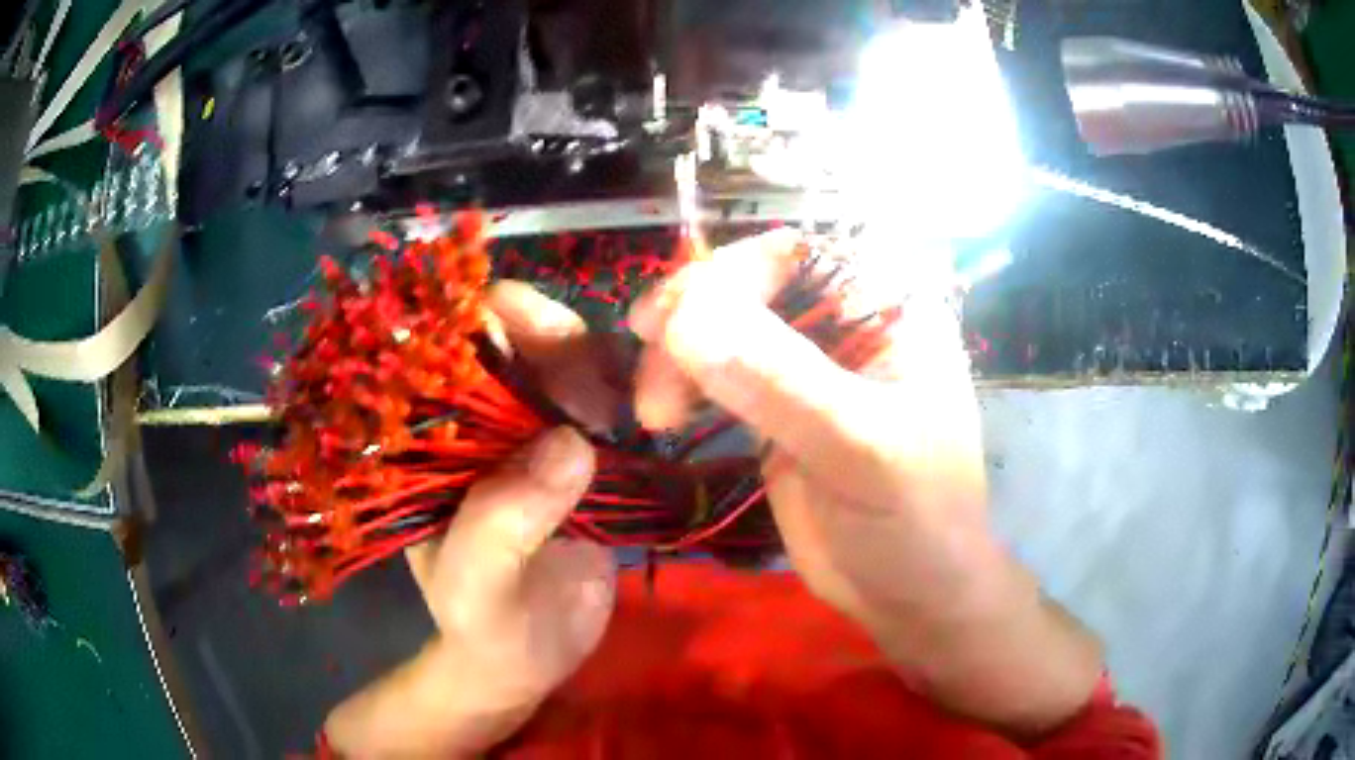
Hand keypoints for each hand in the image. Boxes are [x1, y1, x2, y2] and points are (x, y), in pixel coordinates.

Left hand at [325, 285, 618, 758]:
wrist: (531, 660)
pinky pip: (605, 402)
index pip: (444, 348)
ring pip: (566, 364)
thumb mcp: (478, 587)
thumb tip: (571, 442)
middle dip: (557, 337)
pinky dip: (628, 396)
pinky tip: (645, 419)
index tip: (538, 323)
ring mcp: (530, 434)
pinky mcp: (578, 454)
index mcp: (430, 442)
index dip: (484, 318)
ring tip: (629, 413)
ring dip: (601, 369)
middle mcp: (476, 423)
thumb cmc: (485, 626)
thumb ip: (501, 524)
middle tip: (599, 381)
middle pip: (513, 341)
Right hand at [628, 230, 1103, 735]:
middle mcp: (846, 320)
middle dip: (691, 319)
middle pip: (748, 282)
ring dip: (676, 355)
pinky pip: (715, 370)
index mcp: (889, 306)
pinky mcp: (775, 405)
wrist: (909, 592)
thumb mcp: (861, 449)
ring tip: (657, 413)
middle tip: (653, 377)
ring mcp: (807, 363)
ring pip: (721, 325)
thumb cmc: (916, 519)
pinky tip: (666, 411)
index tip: (671, 326)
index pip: (797, 251)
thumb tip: (685, 320)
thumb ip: (781, 383)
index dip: (729, 273)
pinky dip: (680, 380)